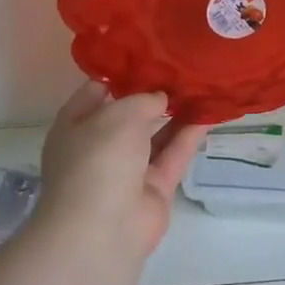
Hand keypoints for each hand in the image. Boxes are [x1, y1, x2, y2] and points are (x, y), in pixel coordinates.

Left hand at [36, 81, 207, 264]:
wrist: (102, 229)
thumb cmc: (99, 159)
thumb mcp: (120, 113)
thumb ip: (144, 99)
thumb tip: (161, 99)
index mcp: (75, 126)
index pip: (96, 92)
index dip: (121, 73)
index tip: (150, 55)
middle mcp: (99, 147)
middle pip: (129, 114)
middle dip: (153, 94)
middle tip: (183, 67)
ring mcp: (126, 170)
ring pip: (155, 135)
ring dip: (177, 113)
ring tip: (202, 85)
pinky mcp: (153, 189)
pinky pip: (173, 155)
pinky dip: (190, 135)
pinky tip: (210, 113)